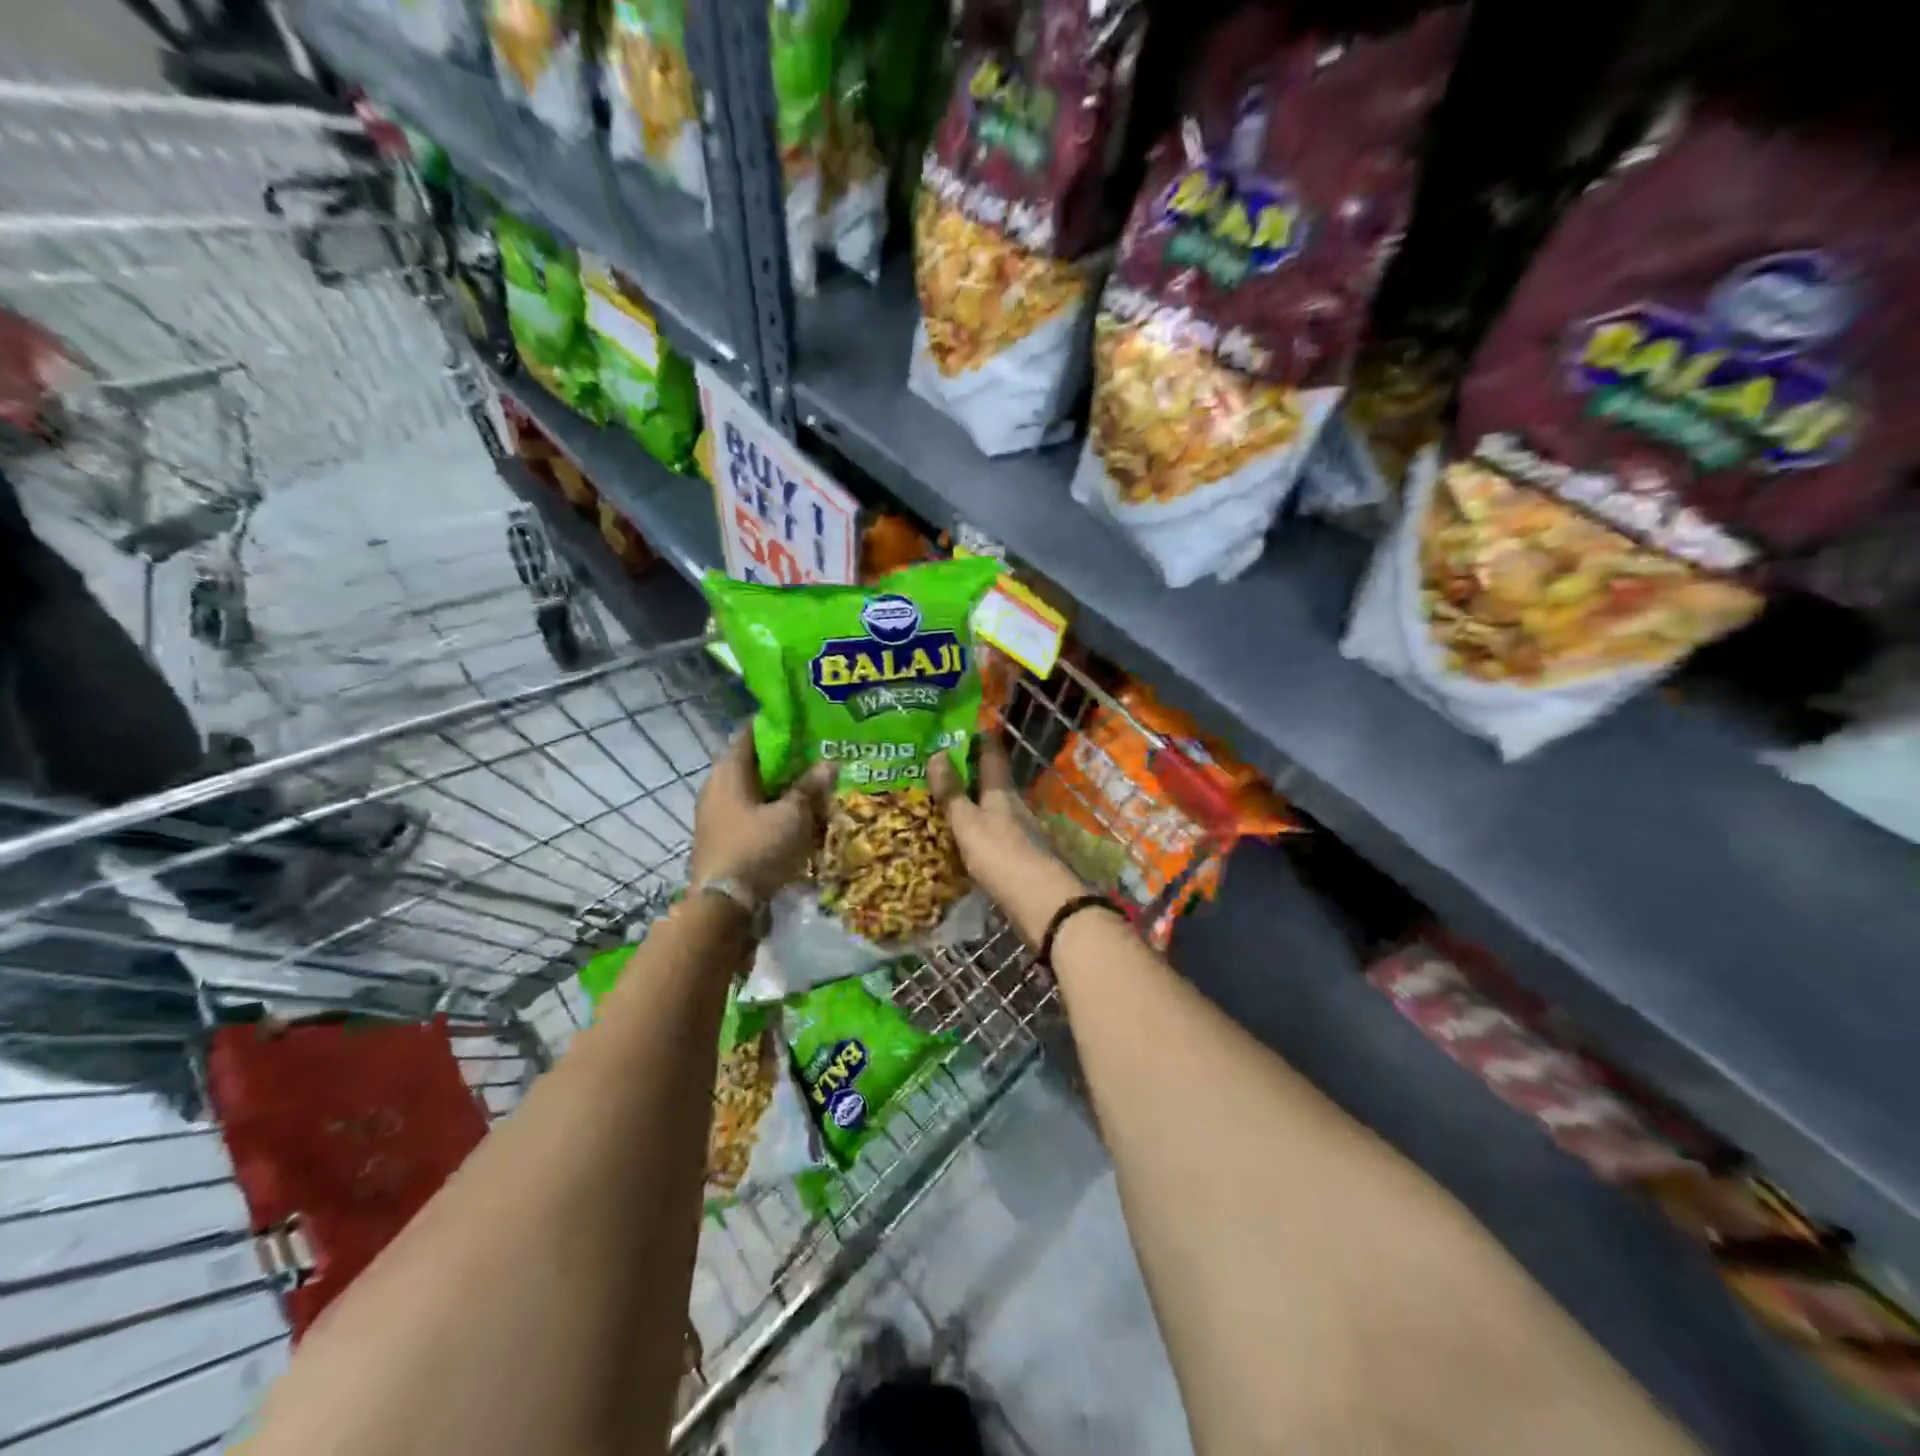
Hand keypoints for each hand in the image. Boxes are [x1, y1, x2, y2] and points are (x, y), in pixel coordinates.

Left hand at [690, 734, 833, 905]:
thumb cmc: (757, 849)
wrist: (723, 907)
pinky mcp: (725, 839)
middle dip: (787, 760)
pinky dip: (775, 812)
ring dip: (783, 789)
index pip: (751, 733)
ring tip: (817, 787)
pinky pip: (754, 815)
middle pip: (755, 763)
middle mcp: (717, 787)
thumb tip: (829, 763)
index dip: (779, 725)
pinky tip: (800, 819)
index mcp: (728, 771)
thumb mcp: (793, 815)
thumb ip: (810, 787)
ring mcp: (718, 815)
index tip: (806, 723)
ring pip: (756, 791)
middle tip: (820, 756)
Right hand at [929, 735, 1083, 943]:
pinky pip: (992, 832)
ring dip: (970, 801)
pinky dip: (975, 828)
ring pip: (991, 807)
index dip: (976, 738)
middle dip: (967, 771)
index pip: (992, 752)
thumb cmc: (1002, 856)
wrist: (1042, 904)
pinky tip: (960, 837)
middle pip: (991, 780)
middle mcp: (1013, 805)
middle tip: (935, 768)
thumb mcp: (968, 823)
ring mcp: (1018, 831)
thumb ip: (952, 792)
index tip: (955, 730)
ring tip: (940, 801)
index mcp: (1001, 790)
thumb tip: (938, 753)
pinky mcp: (1018, 856)